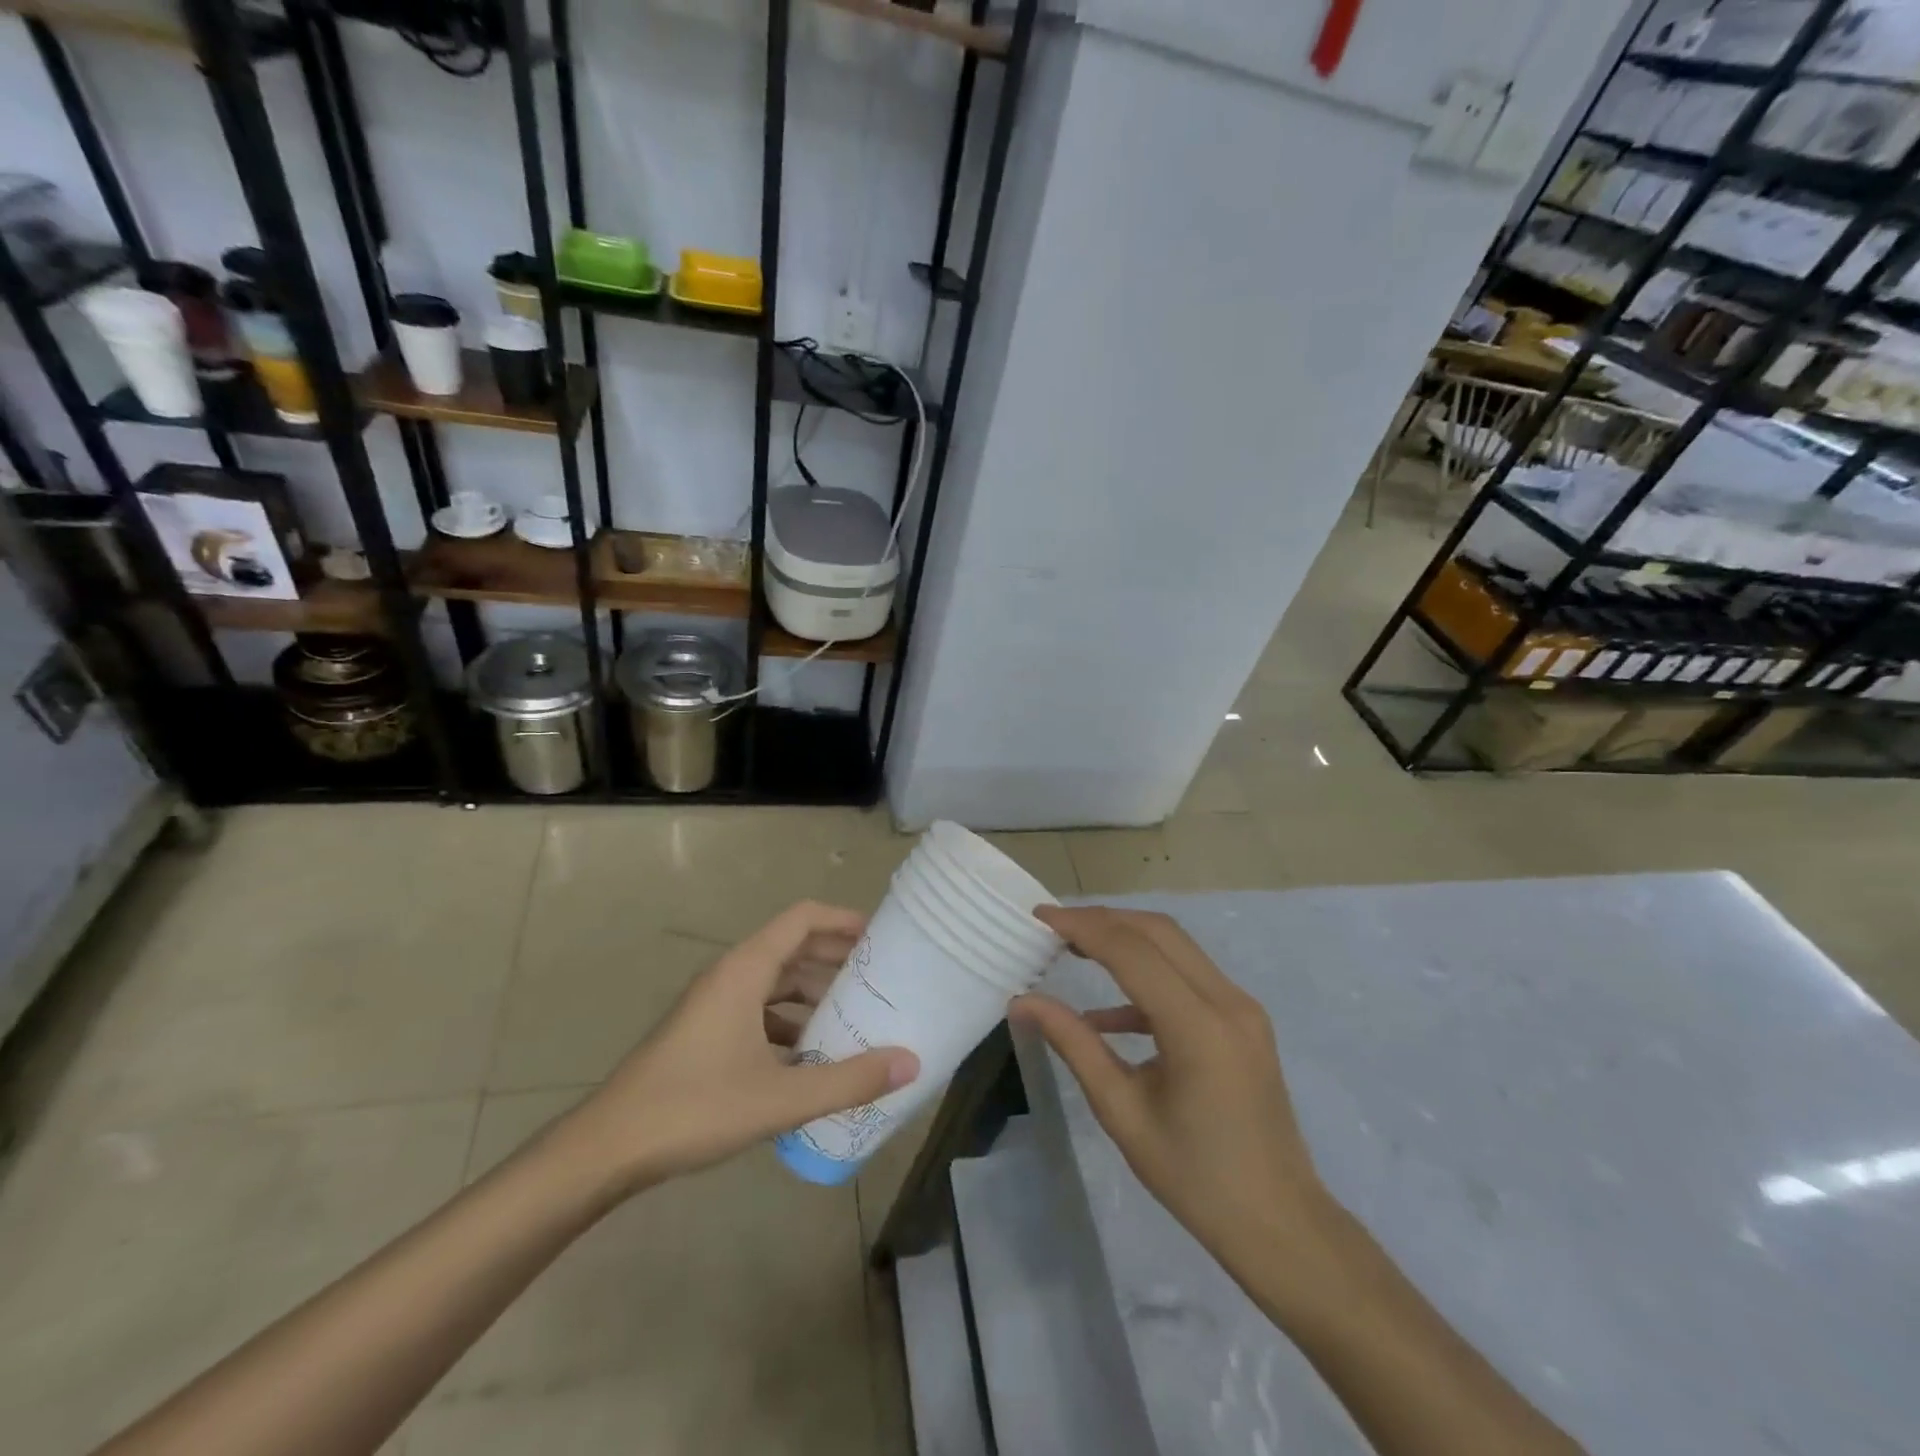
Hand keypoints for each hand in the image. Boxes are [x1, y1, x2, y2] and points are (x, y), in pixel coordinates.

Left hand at [560, 902, 918, 1193]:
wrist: (608, 1148)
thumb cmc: (694, 1107)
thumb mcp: (780, 1097)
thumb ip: (848, 1080)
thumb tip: (910, 1063)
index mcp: (746, 970)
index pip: (803, 918)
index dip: (844, 920)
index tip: (882, 937)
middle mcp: (730, 976)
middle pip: (793, 947)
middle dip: (837, 958)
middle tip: (881, 978)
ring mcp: (715, 1004)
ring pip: (776, 982)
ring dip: (815, 992)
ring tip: (856, 1015)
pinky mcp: (705, 1032)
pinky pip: (759, 1010)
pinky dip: (791, 1021)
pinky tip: (811, 1056)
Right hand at [1010, 906, 1336, 1276]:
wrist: (1280, 1225)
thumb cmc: (1196, 1179)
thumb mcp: (1123, 1112)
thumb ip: (1074, 1045)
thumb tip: (1023, 1002)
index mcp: (1198, 1027)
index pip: (1132, 951)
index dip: (1082, 926)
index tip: (1040, 917)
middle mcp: (1228, 1001)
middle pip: (1158, 932)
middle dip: (1102, 920)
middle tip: (1054, 927)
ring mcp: (1242, 1008)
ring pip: (1176, 947)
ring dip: (1125, 940)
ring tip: (1074, 949)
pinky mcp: (1243, 1020)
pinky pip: (1189, 978)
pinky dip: (1147, 978)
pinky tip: (1107, 1013)